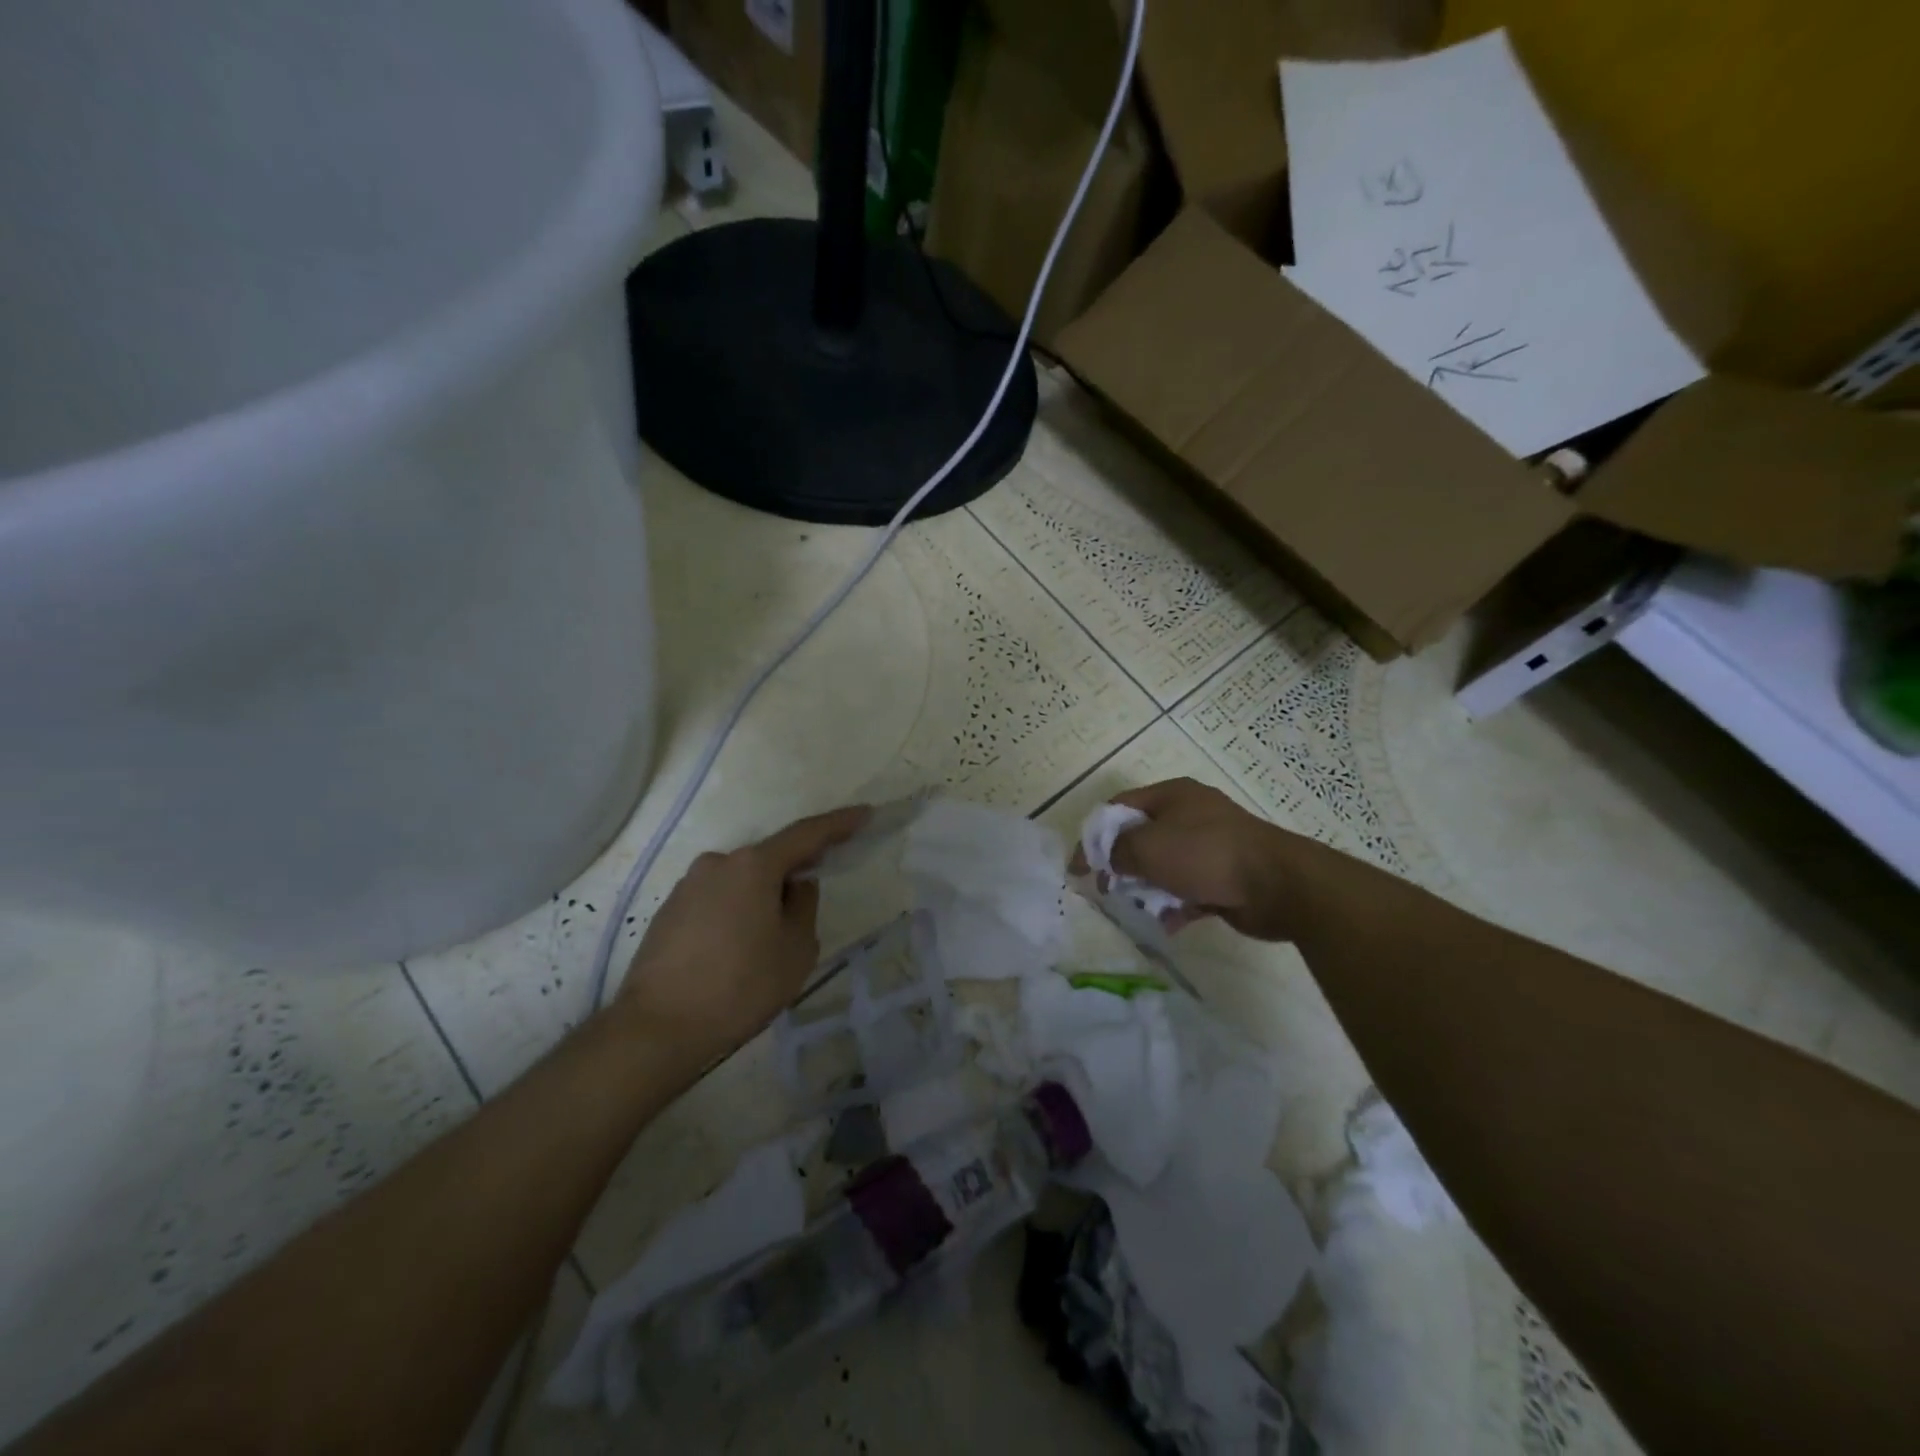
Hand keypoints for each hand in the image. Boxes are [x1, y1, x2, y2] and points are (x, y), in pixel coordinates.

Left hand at [611, 805, 870, 1073]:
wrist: (657, 1028)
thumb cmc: (740, 986)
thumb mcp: (795, 950)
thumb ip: (804, 907)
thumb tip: (796, 886)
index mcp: (754, 865)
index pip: (806, 834)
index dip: (839, 824)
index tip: (864, 813)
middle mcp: (718, 863)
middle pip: (768, 859)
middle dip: (793, 873)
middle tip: (811, 899)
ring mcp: (688, 886)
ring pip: (741, 882)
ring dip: (760, 898)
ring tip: (768, 943)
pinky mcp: (669, 911)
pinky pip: (716, 901)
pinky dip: (734, 914)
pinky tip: (735, 951)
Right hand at [1071, 778, 1304, 940]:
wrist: (1278, 884)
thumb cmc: (1205, 854)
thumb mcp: (1149, 846)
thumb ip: (1117, 850)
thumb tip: (1107, 858)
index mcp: (1172, 795)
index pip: (1119, 808)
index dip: (1094, 835)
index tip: (1079, 866)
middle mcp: (1190, 815)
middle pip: (1142, 837)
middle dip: (1122, 865)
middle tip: (1107, 889)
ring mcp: (1210, 845)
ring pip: (1165, 866)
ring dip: (1149, 888)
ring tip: (1140, 908)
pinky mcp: (1224, 876)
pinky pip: (1189, 889)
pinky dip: (1176, 904)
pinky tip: (1170, 923)